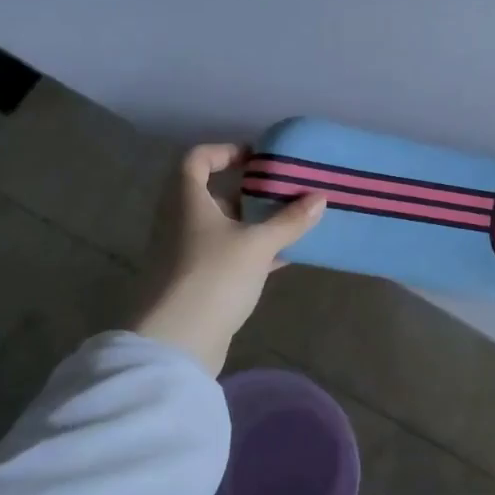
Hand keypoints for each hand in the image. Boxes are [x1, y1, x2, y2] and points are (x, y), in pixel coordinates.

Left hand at [130, 144, 324, 374]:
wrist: (176, 343)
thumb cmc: (213, 277)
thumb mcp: (258, 244)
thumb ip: (289, 220)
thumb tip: (319, 198)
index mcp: (187, 201)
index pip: (196, 159)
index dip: (225, 151)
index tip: (257, 158)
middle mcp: (181, 222)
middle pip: (212, 193)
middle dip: (248, 190)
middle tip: (283, 190)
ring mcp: (186, 254)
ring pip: (222, 227)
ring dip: (253, 222)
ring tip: (291, 221)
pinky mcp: (196, 282)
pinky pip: (227, 255)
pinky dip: (252, 251)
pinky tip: (283, 258)